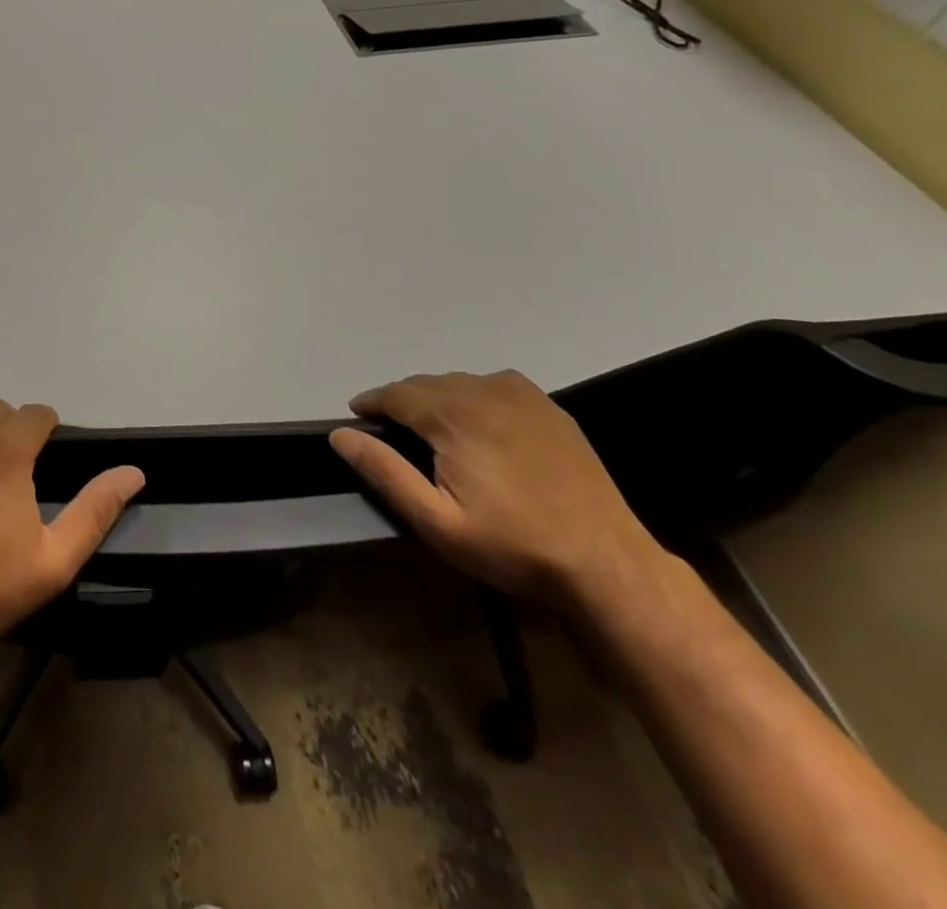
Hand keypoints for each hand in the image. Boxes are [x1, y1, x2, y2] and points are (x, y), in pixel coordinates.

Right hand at [330, 371, 664, 607]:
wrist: (606, 562)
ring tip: (428, 428)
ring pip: (459, 383)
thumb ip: (384, 472)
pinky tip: (476, 422)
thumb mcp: (436, 520)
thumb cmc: (512, 545)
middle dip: (401, 401)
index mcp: (453, 415)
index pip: (396, 393)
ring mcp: (521, 395)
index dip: (371, 402)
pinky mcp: (549, 408)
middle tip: (390, 430)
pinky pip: (493, 386)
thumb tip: (340, 435)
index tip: (356, 416)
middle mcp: (484, 391)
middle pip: (425, 384)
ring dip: (435, 398)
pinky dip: (472, 396)